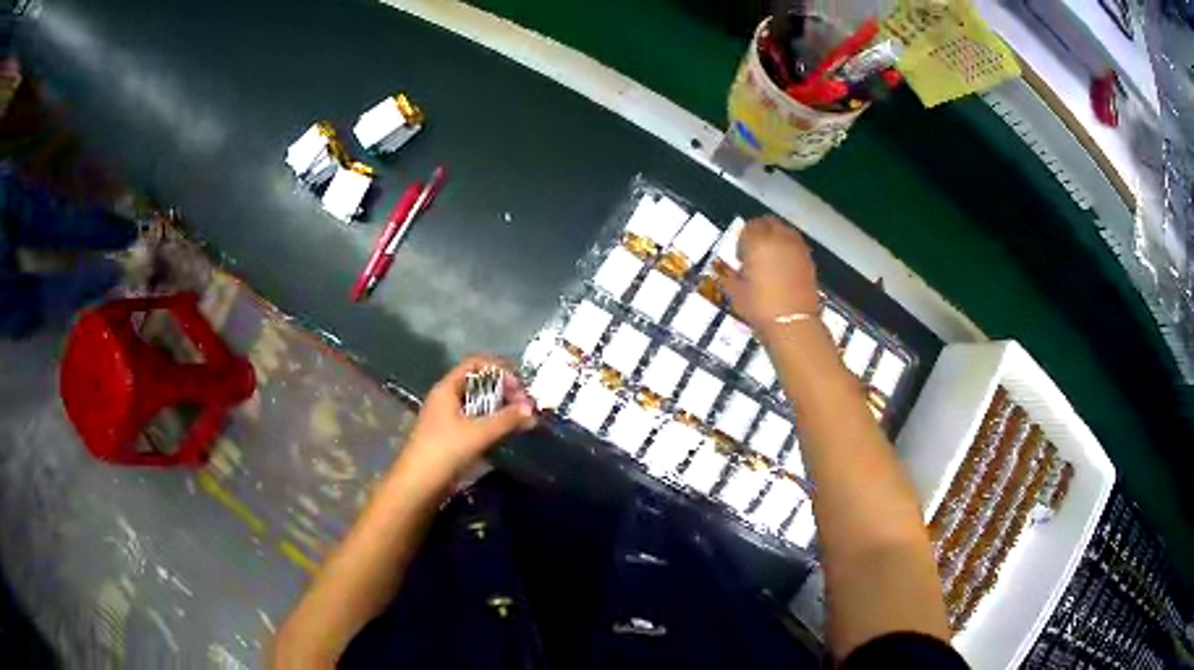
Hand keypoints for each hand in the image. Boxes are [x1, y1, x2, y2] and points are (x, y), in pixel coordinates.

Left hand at [397, 355, 536, 482]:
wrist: (419, 485)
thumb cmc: (445, 451)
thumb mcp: (479, 433)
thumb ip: (507, 419)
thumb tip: (532, 409)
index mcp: (447, 389)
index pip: (475, 364)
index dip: (499, 370)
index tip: (518, 386)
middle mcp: (446, 398)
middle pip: (478, 383)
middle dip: (503, 390)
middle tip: (524, 405)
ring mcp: (447, 417)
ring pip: (477, 403)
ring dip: (499, 407)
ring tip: (520, 419)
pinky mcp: (450, 436)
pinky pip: (474, 420)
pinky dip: (491, 422)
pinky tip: (505, 433)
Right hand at [721, 216, 820, 331]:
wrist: (792, 323)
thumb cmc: (759, 307)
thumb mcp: (736, 292)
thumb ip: (730, 275)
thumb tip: (730, 270)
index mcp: (757, 242)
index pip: (750, 226)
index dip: (743, 239)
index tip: (741, 256)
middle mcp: (779, 238)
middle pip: (769, 223)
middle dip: (761, 233)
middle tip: (755, 252)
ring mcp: (797, 248)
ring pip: (785, 231)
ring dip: (777, 239)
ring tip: (771, 258)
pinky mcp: (809, 260)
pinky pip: (796, 245)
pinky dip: (789, 250)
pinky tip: (784, 268)